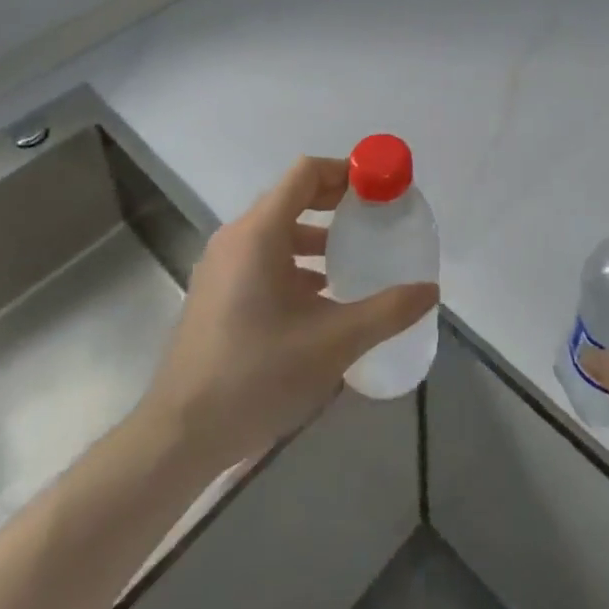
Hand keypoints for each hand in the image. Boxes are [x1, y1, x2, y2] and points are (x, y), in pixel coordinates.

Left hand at [144, 156, 438, 469]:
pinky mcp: (215, 292)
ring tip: (352, 258)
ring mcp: (221, 266)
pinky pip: (261, 257)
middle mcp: (236, 238)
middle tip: (374, 218)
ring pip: (276, 230)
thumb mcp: (333, 343)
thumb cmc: (257, 376)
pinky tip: (319, 299)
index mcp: (259, 233)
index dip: (345, 172)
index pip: (306, 173)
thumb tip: (430, 290)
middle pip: (291, 196)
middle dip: (335, 202)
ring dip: (315, 235)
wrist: (179, 436)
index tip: (379, 189)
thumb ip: (386, 312)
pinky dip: (294, 262)